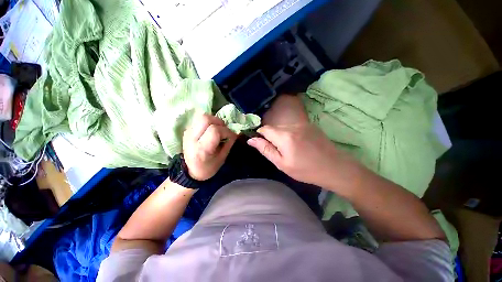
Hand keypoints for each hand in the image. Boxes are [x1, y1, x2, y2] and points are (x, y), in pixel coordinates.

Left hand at [182, 113, 236, 180]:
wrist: (190, 171)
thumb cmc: (209, 167)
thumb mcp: (222, 158)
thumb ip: (229, 143)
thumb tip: (235, 132)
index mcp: (202, 149)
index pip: (215, 131)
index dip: (226, 131)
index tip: (230, 136)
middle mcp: (192, 138)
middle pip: (206, 119)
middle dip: (219, 122)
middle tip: (223, 130)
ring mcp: (187, 132)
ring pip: (202, 116)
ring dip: (213, 120)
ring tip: (218, 128)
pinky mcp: (187, 130)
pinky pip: (199, 119)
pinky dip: (208, 122)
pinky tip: (211, 130)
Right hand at [247, 124, 363, 191]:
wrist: (335, 167)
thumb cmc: (306, 170)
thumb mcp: (282, 163)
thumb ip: (265, 149)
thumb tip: (251, 140)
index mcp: (284, 136)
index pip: (265, 129)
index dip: (260, 135)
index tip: (263, 145)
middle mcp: (292, 126)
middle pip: (274, 128)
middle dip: (271, 137)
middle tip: (278, 151)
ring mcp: (302, 124)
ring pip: (283, 128)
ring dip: (280, 136)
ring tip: (289, 150)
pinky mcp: (310, 125)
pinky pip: (293, 128)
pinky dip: (290, 135)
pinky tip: (298, 145)